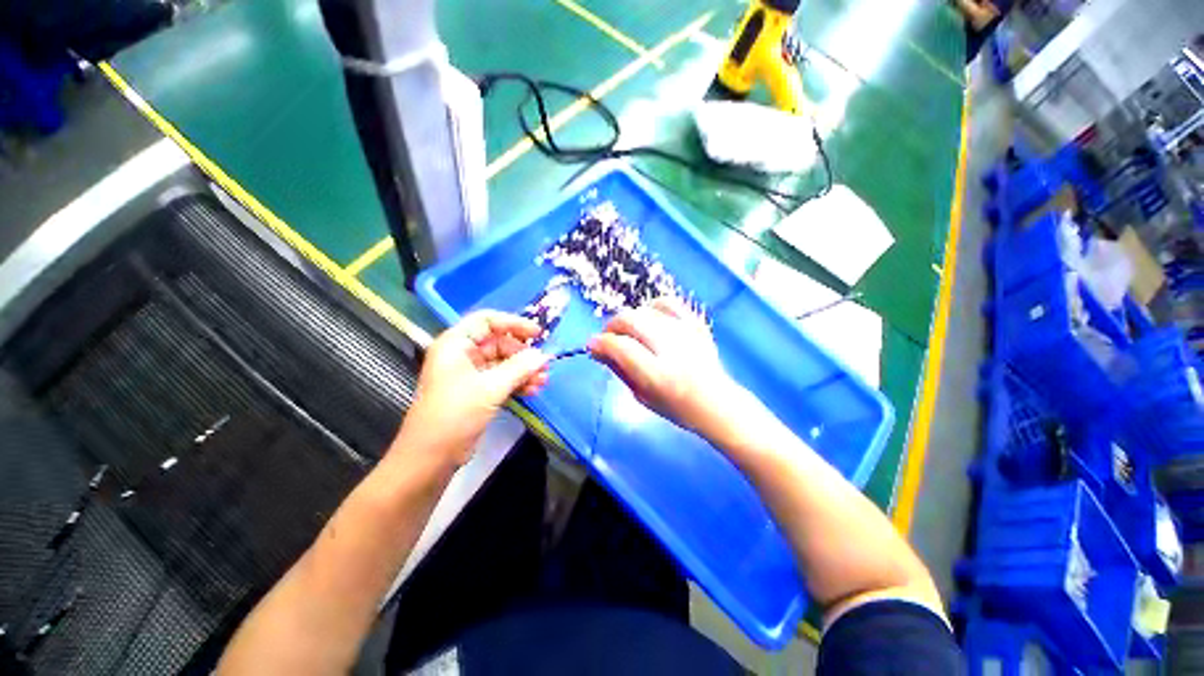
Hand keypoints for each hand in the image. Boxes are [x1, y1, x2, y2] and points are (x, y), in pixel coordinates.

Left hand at [395, 311, 549, 464]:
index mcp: (456, 344)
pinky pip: (501, 379)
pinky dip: (517, 382)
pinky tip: (533, 390)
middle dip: (523, 353)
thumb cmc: (454, 415)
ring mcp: (470, 374)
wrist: (430, 458)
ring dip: (524, 370)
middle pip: (499, 342)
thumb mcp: (490, 388)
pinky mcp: (477, 391)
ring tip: (543, 380)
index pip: (487, 321)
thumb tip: (543, 355)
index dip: (513, 323)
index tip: (537, 333)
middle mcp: (462, 355)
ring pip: (503, 362)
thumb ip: (519, 368)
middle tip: (543, 364)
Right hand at [589, 297, 741, 437]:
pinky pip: (669, 302)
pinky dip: (652, 306)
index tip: (592, 346)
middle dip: (612, 327)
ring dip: (629, 318)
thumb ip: (619, 369)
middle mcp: (672, 349)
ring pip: (645, 310)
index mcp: (658, 375)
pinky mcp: (695, 324)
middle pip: (631, 321)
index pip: (621, 347)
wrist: (717, 402)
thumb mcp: (642, 396)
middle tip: (609, 339)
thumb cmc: (677, 407)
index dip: (601, 343)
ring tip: (628, 332)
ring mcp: (686, 333)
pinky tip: (649, 317)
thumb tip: (597, 348)